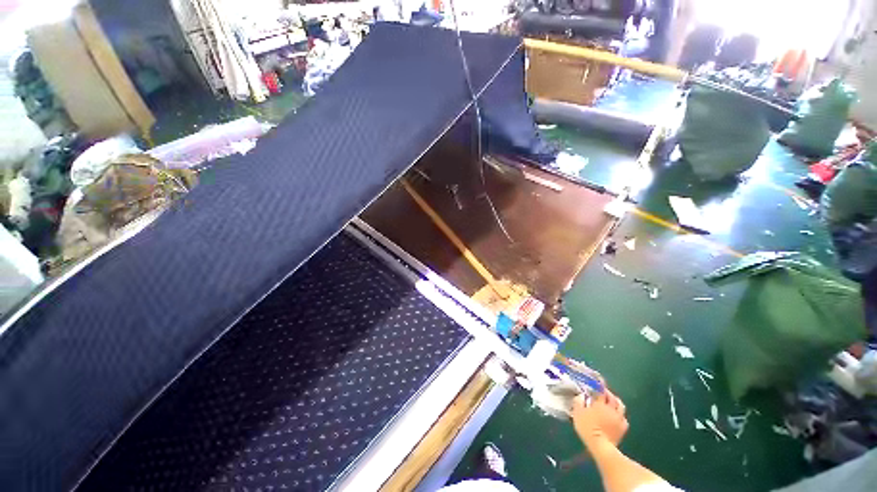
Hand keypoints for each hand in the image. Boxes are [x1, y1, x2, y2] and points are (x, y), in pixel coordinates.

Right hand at [571, 390, 628, 449]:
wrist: (601, 445)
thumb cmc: (587, 428)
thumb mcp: (577, 413)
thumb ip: (578, 402)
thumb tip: (580, 395)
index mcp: (600, 404)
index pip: (601, 391)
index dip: (599, 387)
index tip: (597, 384)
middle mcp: (611, 409)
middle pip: (613, 397)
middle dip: (609, 393)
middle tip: (604, 392)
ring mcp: (619, 418)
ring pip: (621, 406)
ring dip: (617, 402)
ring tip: (613, 402)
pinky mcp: (623, 428)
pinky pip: (624, 418)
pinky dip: (621, 415)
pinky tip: (618, 417)